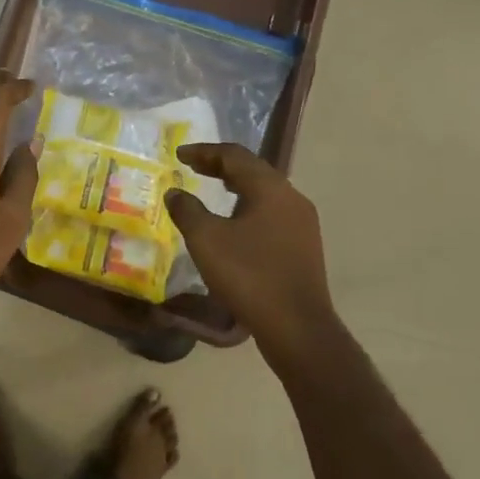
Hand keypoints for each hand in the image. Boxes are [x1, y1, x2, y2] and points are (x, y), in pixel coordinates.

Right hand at [165, 143, 338, 349]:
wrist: (297, 326)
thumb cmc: (249, 275)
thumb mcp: (206, 240)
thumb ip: (187, 210)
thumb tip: (175, 193)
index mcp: (270, 188)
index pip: (234, 156)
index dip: (204, 152)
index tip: (179, 154)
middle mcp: (292, 198)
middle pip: (253, 170)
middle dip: (221, 166)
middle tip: (193, 167)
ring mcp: (302, 223)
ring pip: (265, 192)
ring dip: (237, 186)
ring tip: (212, 189)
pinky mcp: (304, 245)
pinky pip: (272, 213)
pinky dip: (249, 206)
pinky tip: (235, 223)